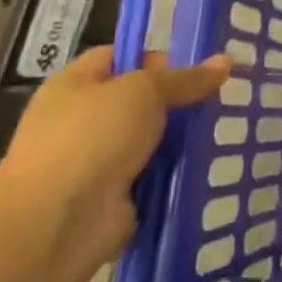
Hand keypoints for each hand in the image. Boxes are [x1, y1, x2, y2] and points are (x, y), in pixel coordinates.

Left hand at [0, 47, 228, 275]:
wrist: (54, 224)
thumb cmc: (91, 139)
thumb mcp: (144, 91)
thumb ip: (186, 78)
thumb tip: (227, 61)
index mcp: (74, 86)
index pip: (119, 57)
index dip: (157, 57)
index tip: (196, 67)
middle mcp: (80, 119)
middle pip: (140, 99)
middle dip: (179, 99)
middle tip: (220, 98)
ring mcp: (96, 159)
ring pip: (151, 136)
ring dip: (182, 136)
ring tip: (223, 127)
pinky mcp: (113, 193)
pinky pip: (154, 170)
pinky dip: (177, 168)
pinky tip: (210, 160)